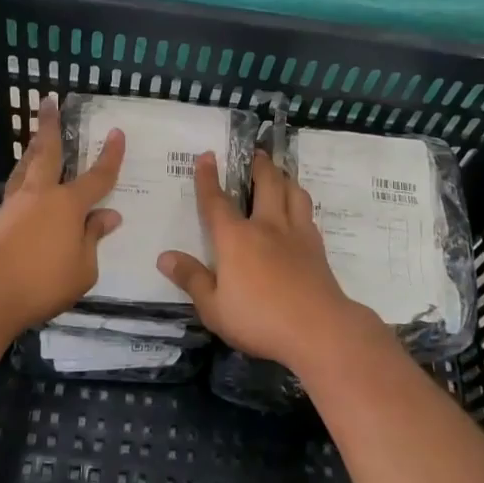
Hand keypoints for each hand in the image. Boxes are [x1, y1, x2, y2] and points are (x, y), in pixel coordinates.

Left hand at [0, 96, 125, 331]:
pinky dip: (24, 183)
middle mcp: (40, 195)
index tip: (117, 133)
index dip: (110, 156)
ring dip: (33, 150)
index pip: (97, 177)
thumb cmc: (43, 282)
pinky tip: (26, 192)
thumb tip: (107, 216)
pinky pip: (15, 193)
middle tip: (47, 102)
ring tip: (36, 140)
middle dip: (50, 126)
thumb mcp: (83, 268)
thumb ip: (93, 238)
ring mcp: (13, 206)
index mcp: (68, 204)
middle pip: (47, 152)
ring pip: (25, 168)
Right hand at [157, 150, 382, 374]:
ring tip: (280, 172)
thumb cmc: (259, 319)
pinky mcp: (317, 247)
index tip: (207, 156)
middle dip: (258, 165)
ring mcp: (296, 234)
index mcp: (235, 238)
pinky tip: (299, 208)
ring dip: (285, 177)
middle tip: (256, 153)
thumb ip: (191, 279)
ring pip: (293, 192)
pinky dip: (300, 201)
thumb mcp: (214, 307)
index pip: (216, 201)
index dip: (208, 178)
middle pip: (266, 183)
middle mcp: (266, 226)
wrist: (318, 329)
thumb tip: (165, 257)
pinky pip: (308, 212)